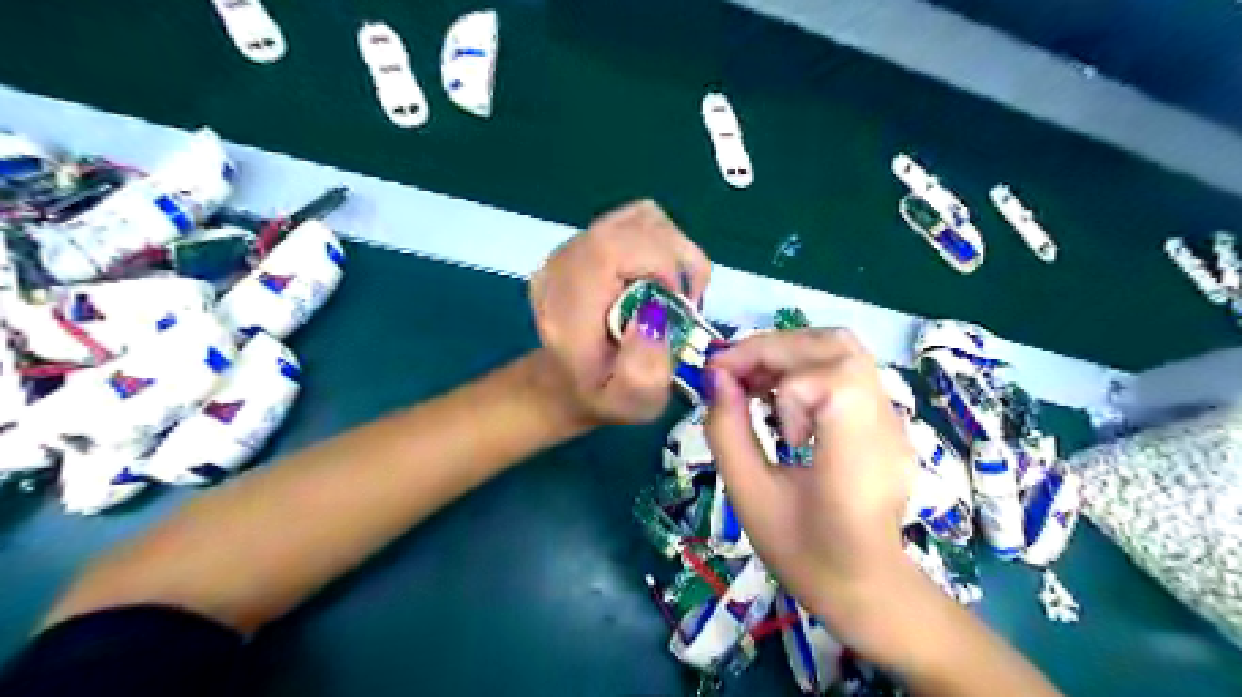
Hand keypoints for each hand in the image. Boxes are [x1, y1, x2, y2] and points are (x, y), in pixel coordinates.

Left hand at [531, 198, 713, 423]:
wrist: (572, 380)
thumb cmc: (606, 394)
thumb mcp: (632, 402)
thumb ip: (644, 370)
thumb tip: (655, 313)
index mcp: (566, 306)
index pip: (610, 248)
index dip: (660, 261)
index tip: (680, 302)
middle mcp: (562, 267)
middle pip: (632, 226)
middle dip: (677, 259)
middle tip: (686, 303)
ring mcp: (573, 248)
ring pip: (640, 218)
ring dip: (674, 250)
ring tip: (675, 292)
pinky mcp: (588, 240)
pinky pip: (637, 221)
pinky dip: (664, 242)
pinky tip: (663, 277)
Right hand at [704, 330, 913, 649]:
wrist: (866, 585)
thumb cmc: (804, 553)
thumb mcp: (748, 496)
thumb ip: (727, 432)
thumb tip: (716, 377)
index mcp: (856, 459)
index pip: (832, 380)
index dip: (776, 372)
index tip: (730, 388)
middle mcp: (885, 428)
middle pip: (837, 347)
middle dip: (773, 348)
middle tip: (731, 371)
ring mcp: (894, 419)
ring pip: (844, 348)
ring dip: (789, 351)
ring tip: (753, 380)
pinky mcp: (887, 418)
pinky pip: (847, 368)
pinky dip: (805, 365)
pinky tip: (780, 396)